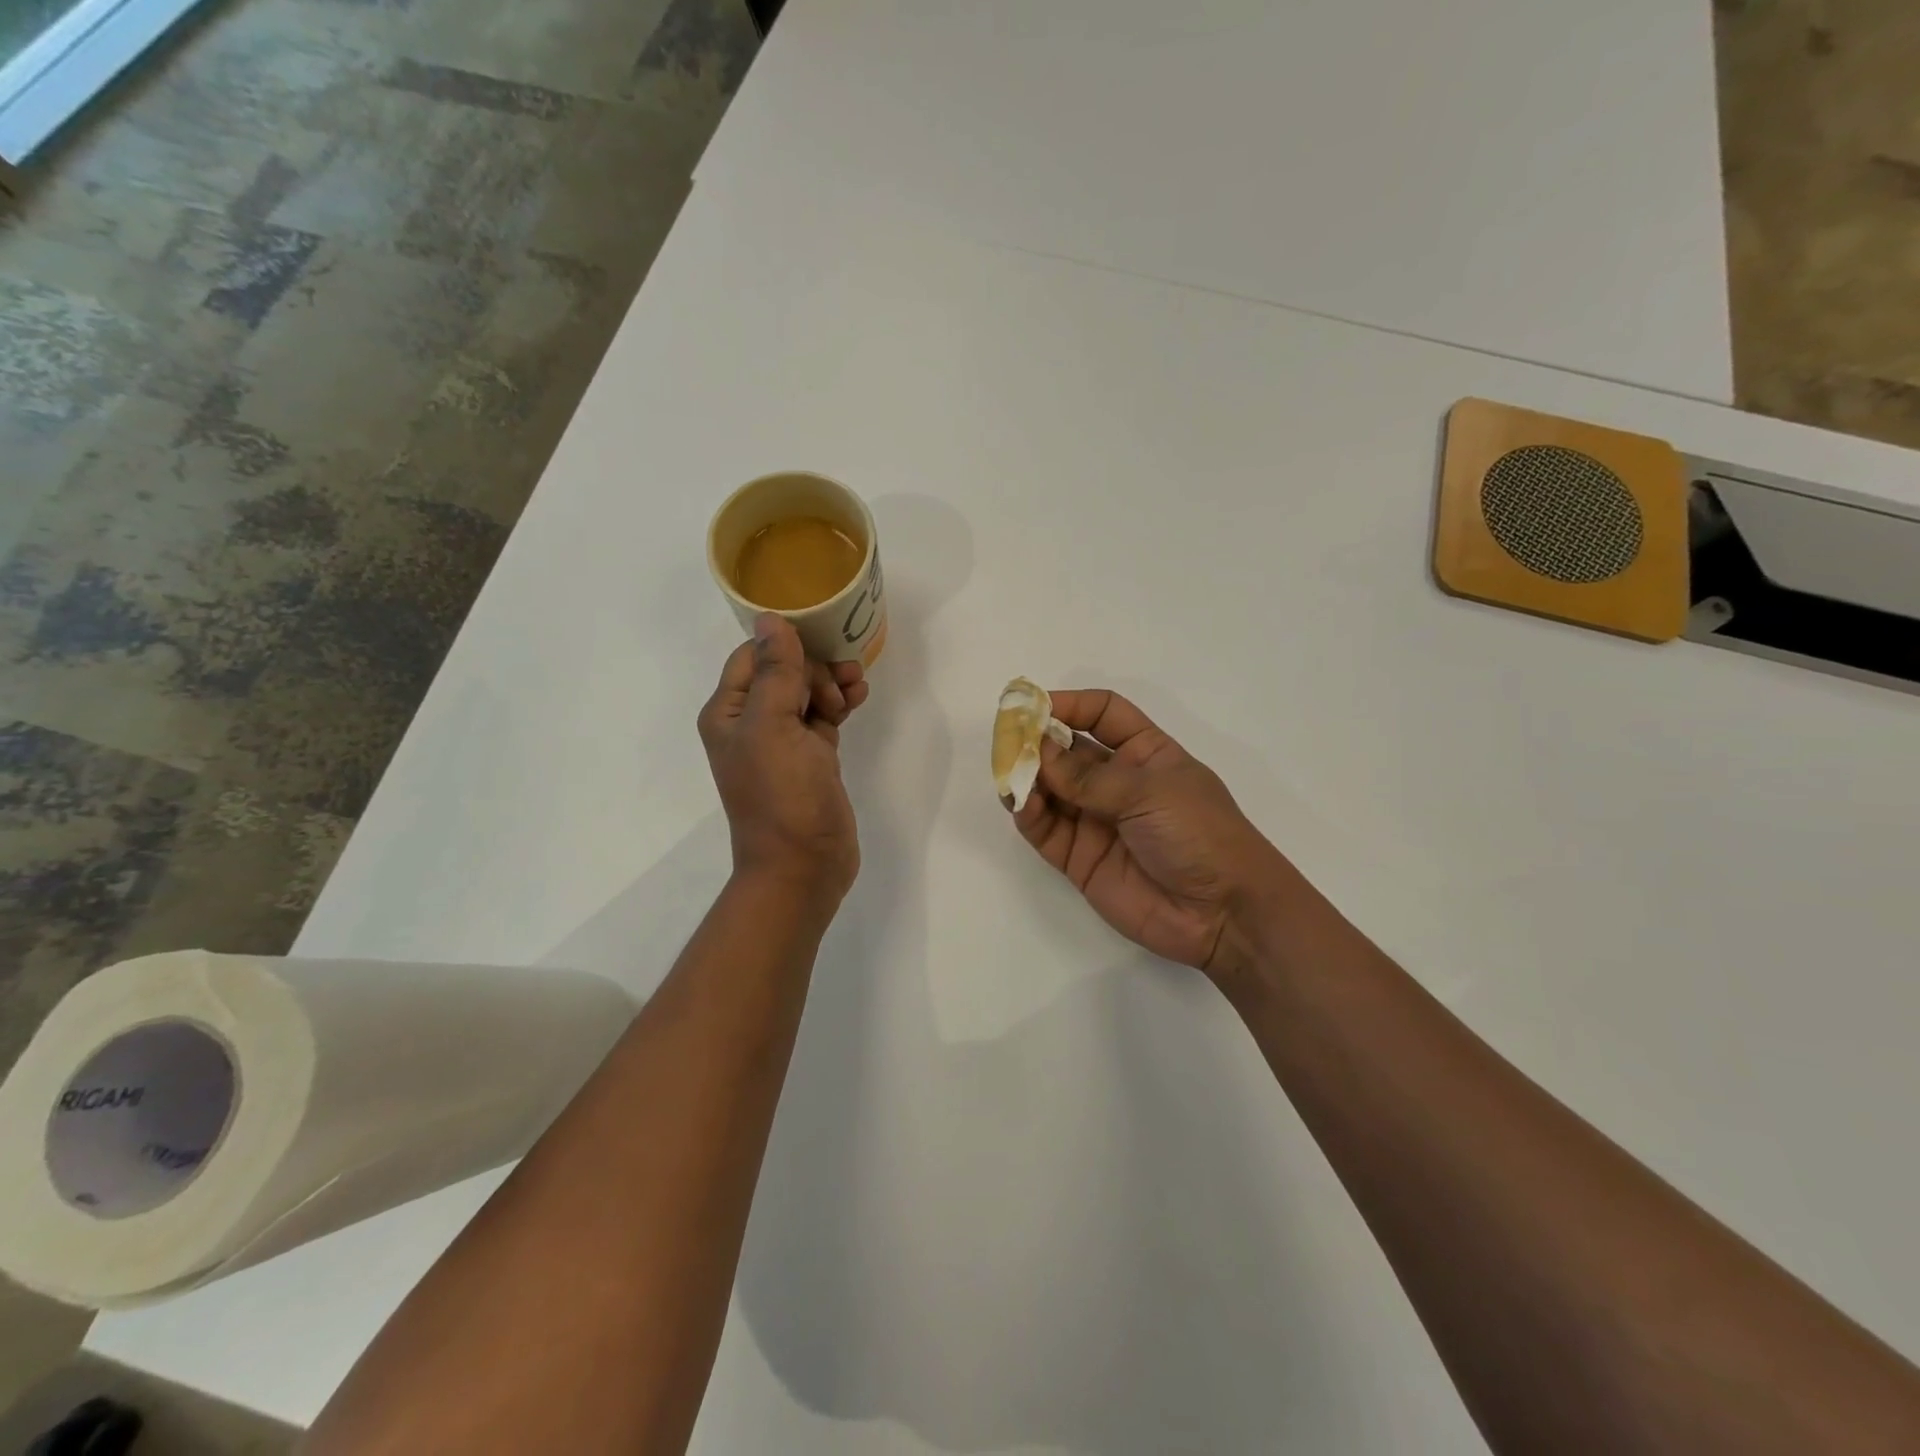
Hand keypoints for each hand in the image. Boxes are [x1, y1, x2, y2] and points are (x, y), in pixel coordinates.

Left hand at [698, 614, 869, 902]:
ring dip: (831, 683)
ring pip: (807, 693)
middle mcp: (750, 722)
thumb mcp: (774, 727)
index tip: (821, 646)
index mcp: (728, 712)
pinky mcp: (810, 758)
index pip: (753, 656)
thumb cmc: (782, 795)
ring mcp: (782, 741)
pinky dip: (839, 704)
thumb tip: (771, 619)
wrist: (803, 865)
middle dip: (814, 667)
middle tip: (838, 686)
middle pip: (783, 670)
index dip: (787, 646)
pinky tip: (858, 698)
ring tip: (855, 690)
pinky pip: (823, 717)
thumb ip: (776, 672)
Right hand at [1012, 690, 1291, 980]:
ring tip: (1009, 774)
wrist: (1222, 914)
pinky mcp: (1078, 858)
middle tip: (1007, 740)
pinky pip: (1045, 829)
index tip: (1032, 705)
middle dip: (1037, 742)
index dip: (1070, 704)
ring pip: (1049, 790)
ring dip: (1027, 778)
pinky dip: (1028, 815)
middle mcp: (1116, 782)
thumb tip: (1039, 750)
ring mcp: (1095, 821)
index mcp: (1145, 753)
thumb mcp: (1150, 792)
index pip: (1102, 714)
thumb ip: (1089, 776)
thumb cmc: (1200, 834)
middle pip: (1067, 751)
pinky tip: (1021, 804)